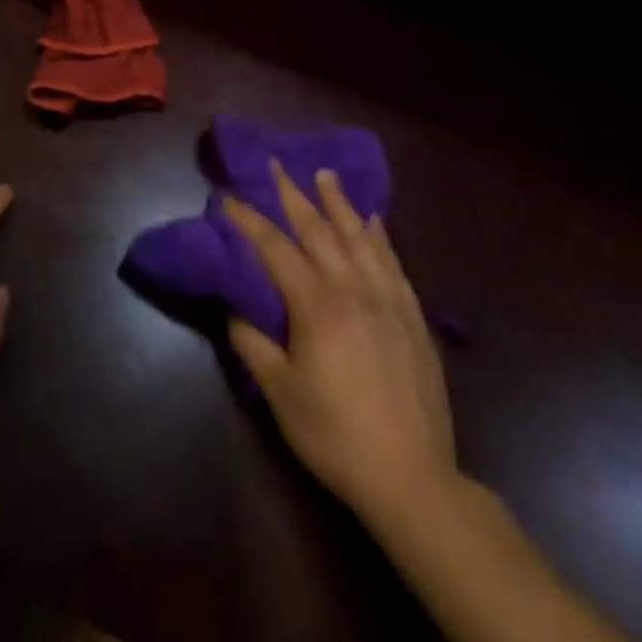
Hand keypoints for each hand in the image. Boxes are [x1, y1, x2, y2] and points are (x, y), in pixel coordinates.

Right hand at [224, 162, 456, 524]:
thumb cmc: (335, 434)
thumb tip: (235, 309)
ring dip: (338, 203)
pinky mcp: (412, 316)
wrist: (412, 478)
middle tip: (276, 164)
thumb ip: (253, 343)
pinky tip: (373, 221)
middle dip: (292, 194)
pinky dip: (379, 236)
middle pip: (317, 229)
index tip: (228, 196)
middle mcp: (351, 288)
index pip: (274, 247)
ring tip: (324, 174)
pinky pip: (393, 262)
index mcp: (315, 304)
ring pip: (358, 237)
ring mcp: (387, 299)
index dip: (248, 220)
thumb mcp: (280, 393)